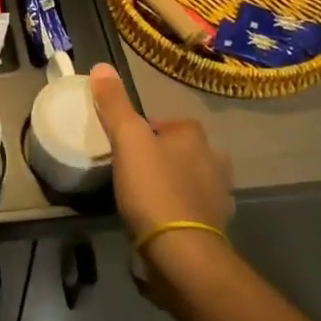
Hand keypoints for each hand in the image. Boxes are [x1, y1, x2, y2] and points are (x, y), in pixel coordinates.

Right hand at [89, 64, 233, 295]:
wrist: (182, 254)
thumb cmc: (154, 189)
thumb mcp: (127, 140)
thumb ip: (115, 104)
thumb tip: (101, 66)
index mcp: (195, 137)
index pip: (169, 122)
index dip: (146, 130)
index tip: (124, 144)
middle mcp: (215, 162)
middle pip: (183, 150)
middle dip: (163, 156)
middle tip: (133, 169)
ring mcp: (219, 198)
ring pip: (192, 180)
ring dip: (174, 184)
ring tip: (145, 196)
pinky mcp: (216, 229)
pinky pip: (194, 211)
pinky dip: (181, 213)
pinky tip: (161, 223)